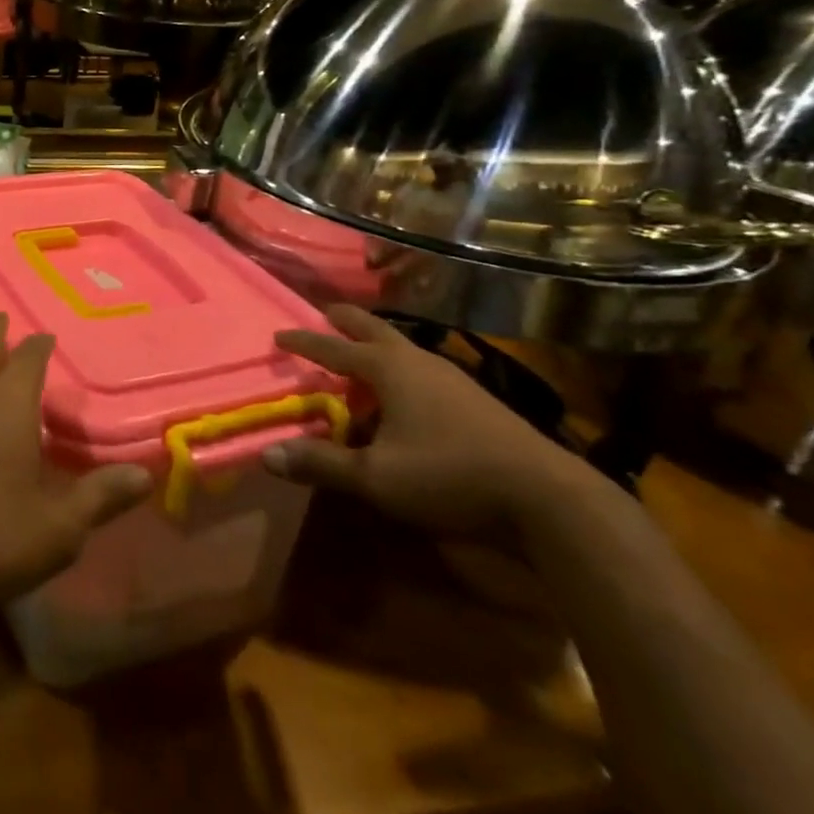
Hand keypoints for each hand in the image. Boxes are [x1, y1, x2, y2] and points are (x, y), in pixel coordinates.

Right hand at [264, 305, 596, 539]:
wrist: (548, 498)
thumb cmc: (449, 476)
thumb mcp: (376, 478)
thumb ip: (322, 464)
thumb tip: (266, 454)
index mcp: (388, 368)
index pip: (333, 347)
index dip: (304, 342)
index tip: (279, 334)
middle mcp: (417, 361)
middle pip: (373, 329)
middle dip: (346, 321)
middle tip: (326, 314)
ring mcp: (451, 378)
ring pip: (403, 348)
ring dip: (376, 346)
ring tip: (360, 356)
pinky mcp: (476, 399)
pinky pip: (422, 370)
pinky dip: (400, 369)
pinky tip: (405, 395)